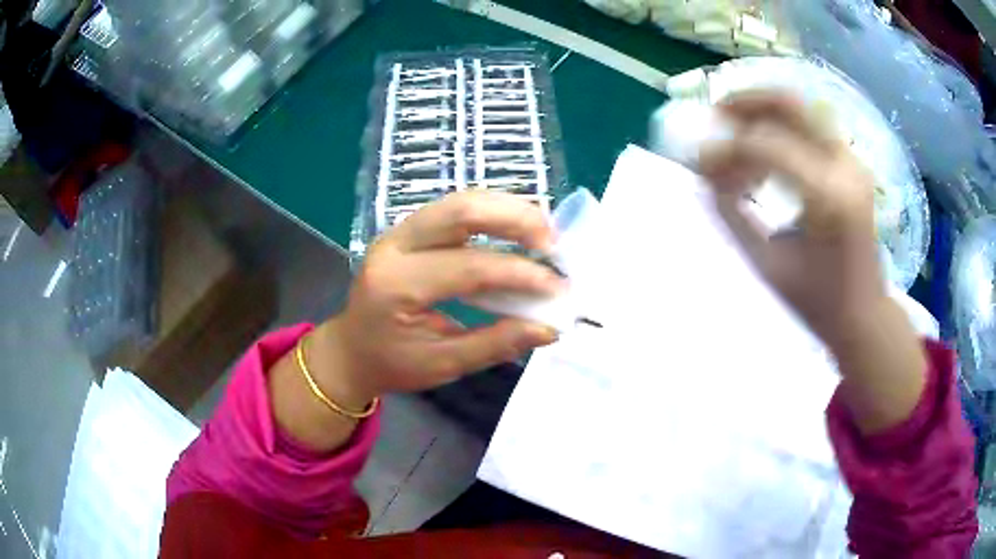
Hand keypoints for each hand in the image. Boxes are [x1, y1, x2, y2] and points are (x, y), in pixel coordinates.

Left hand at [315, 191, 561, 403]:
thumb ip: (495, 344)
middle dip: (515, 219)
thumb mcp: (443, 365)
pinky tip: (516, 229)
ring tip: (544, 232)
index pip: (469, 267)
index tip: (558, 287)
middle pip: (461, 210)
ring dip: (507, 209)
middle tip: (554, 243)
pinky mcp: (407, 230)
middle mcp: (393, 246)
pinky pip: (454, 210)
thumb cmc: (391, 364)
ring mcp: (398, 231)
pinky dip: (491, 214)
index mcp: (396, 286)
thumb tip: (549, 328)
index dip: (520, 273)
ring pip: (459, 200)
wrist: (350, 350)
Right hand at [700, 90, 925, 433]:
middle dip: (746, 101)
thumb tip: (704, 171)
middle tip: (716, 113)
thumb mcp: (767, 264)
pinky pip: (811, 128)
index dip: (727, 148)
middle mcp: (844, 167)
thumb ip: (731, 213)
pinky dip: (782, 129)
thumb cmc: (817, 302)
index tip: (700, 162)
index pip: (766, 146)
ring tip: (739, 137)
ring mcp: (853, 162)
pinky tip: (767, 154)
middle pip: (790, 104)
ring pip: (802, 110)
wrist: (864, 314)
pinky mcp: (853, 164)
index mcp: (826, 197)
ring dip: (764, 113)